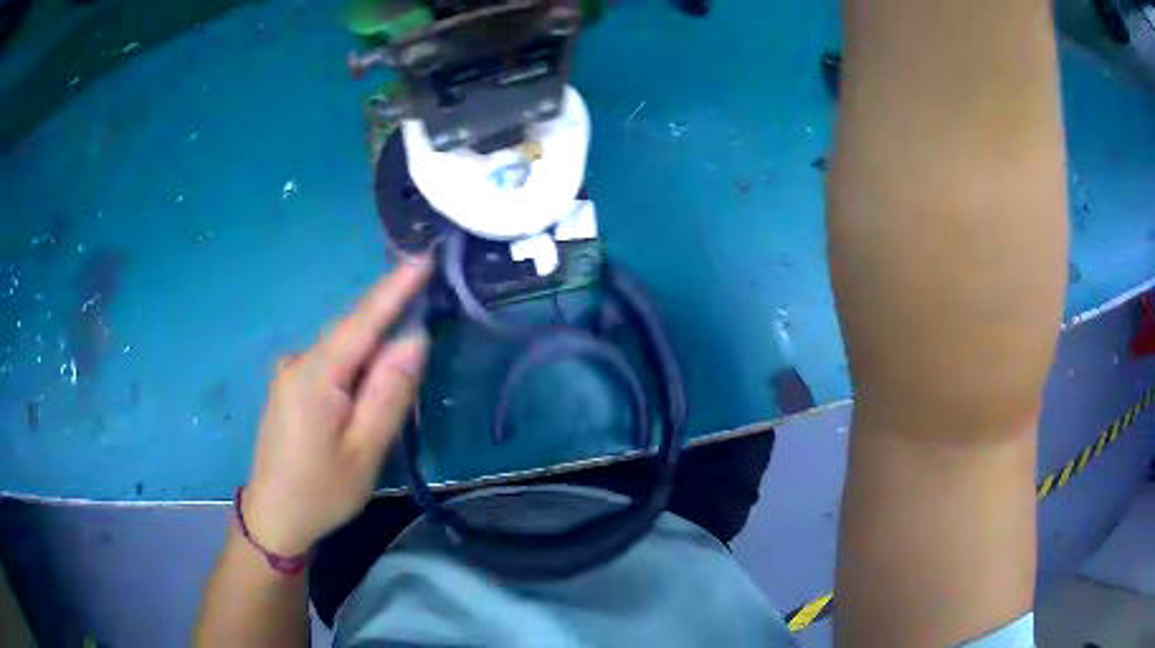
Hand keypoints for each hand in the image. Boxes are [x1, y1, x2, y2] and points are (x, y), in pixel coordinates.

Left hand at [243, 258, 431, 555]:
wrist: (274, 517)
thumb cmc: (322, 491)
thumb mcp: (365, 450)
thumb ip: (389, 393)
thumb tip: (414, 339)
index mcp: (316, 375)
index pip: (363, 320)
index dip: (394, 288)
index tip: (423, 257)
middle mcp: (299, 361)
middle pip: (352, 331)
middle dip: (389, 318)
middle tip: (427, 314)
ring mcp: (290, 372)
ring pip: (342, 348)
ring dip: (374, 349)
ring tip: (401, 368)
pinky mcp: (290, 386)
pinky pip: (331, 362)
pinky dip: (356, 364)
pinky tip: (367, 387)